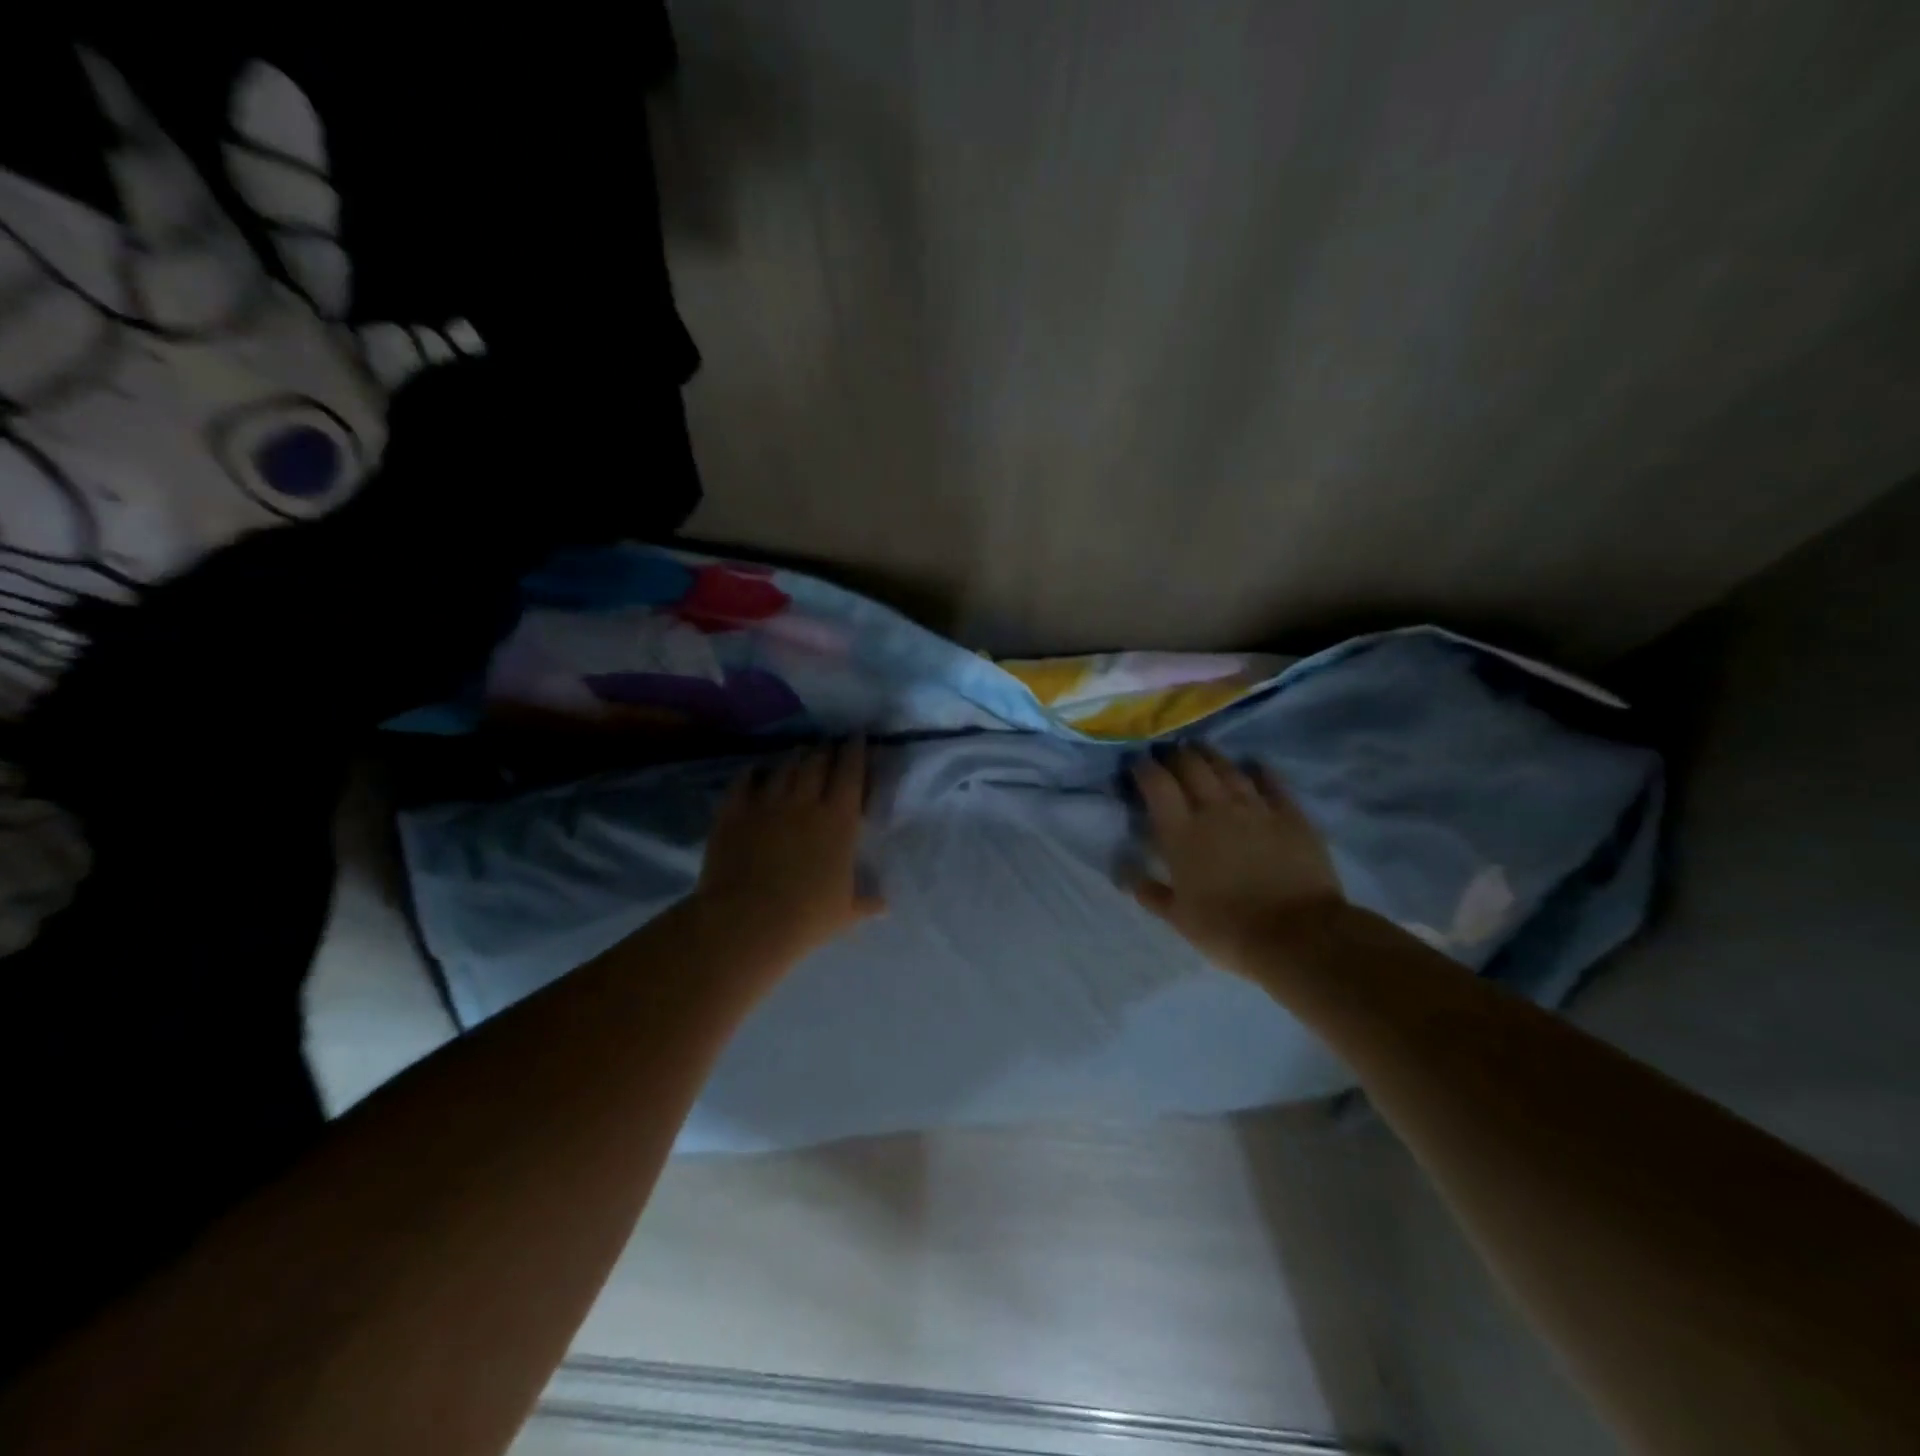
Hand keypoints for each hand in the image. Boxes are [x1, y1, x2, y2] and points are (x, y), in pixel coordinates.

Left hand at [696, 739, 883, 965]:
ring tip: (798, 752)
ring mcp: (766, 804)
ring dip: (794, 757)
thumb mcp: (845, 912)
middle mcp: (804, 802)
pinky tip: (754, 770)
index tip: (857, 737)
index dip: (856, 752)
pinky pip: (743, 782)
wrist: (747, 921)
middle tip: (828, 745)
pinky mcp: (733, 813)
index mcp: (839, 820)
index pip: (851, 773)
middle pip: (817, 763)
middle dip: (825, 750)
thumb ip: (866, 902)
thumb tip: (885, 906)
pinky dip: (751, 773)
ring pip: (783, 768)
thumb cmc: (807, 917)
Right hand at [1130, 745, 1344, 979]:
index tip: (1138, 764)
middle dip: (1176, 755)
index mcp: (1181, 833)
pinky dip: (1259, 770)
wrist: (1297, 935)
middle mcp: (1215, 809)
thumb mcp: (1179, 919)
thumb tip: (1127, 877)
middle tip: (1169, 754)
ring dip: (1211, 756)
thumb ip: (1152, 893)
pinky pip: (1271, 782)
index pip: (1157, 785)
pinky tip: (1254, 765)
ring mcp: (1255, 808)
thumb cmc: (1227, 929)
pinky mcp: (1290, 815)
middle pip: (1191, 766)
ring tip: (1202, 750)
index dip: (1144, 769)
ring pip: (1228, 768)